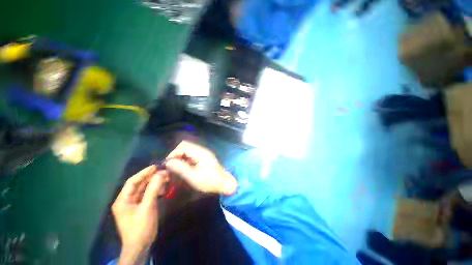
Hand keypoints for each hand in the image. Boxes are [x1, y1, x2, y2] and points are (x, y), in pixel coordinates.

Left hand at [112, 165, 167, 264]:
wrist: (140, 246)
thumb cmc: (140, 227)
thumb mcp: (147, 207)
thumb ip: (153, 190)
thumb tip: (161, 174)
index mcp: (123, 200)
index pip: (132, 182)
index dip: (144, 173)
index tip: (156, 166)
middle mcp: (127, 200)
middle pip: (139, 185)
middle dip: (152, 178)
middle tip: (164, 172)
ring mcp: (134, 204)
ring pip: (144, 189)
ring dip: (155, 183)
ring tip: (166, 178)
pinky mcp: (140, 207)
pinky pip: (148, 195)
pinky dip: (156, 190)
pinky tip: (164, 188)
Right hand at [165, 141, 237, 194]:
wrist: (224, 182)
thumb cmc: (209, 182)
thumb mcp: (194, 177)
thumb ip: (181, 169)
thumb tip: (168, 162)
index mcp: (200, 153)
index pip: (183, 147)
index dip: (173, 153)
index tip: (167, 163)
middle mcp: (202, 149)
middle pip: (186, 145)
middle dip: (176, 153)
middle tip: (172, 164)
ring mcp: (204, 152)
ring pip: (189, 148)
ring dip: (181, 155)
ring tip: (177, 166)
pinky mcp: (205, 155)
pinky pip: (193, 152)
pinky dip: (186, 156)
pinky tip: (185, 165)